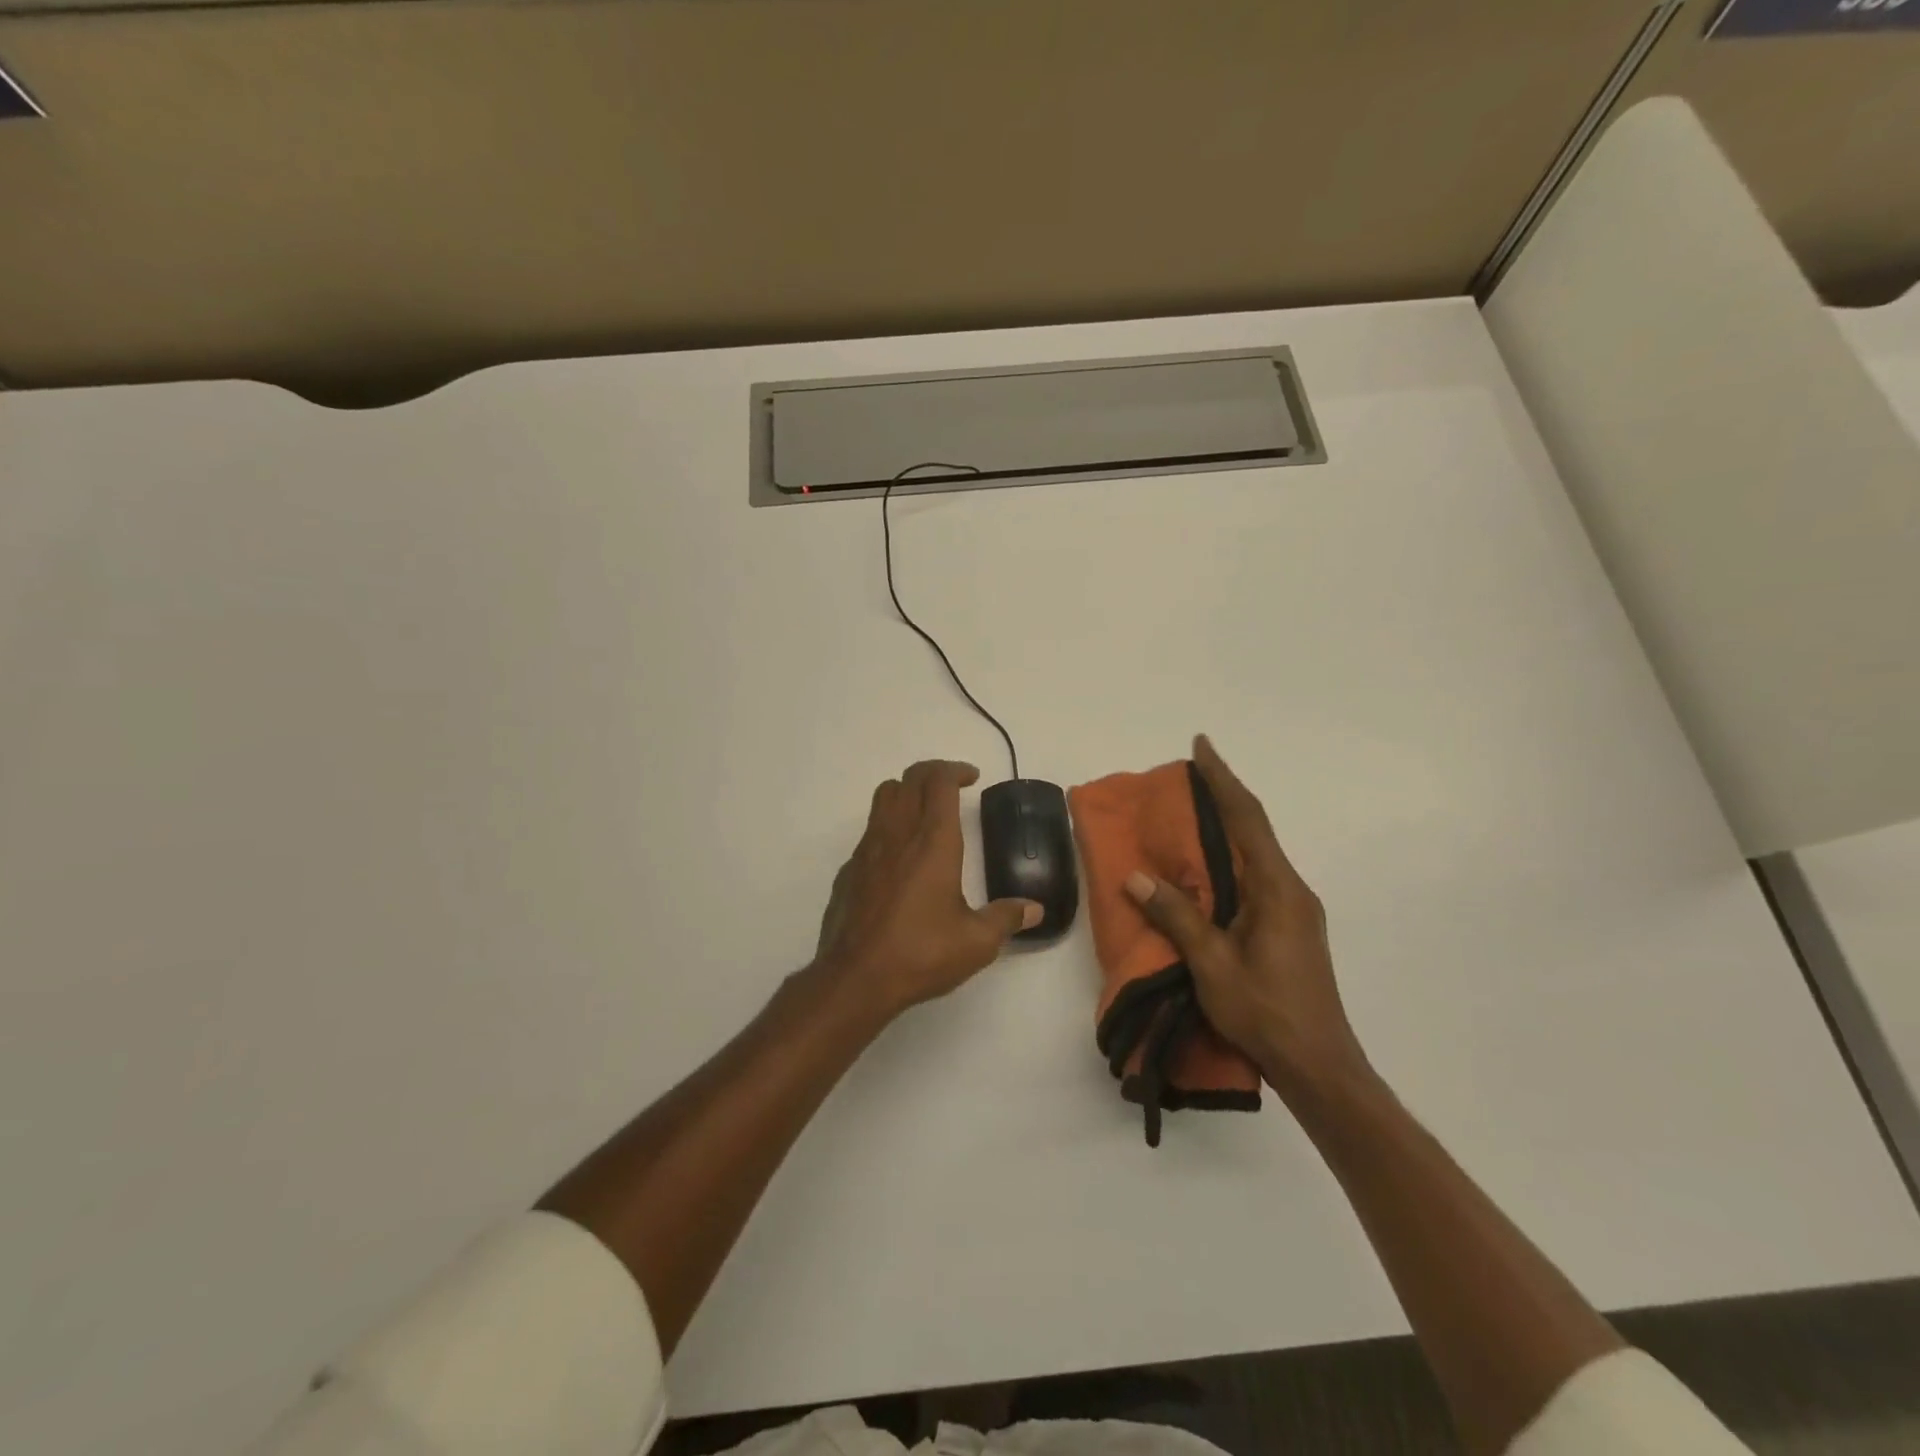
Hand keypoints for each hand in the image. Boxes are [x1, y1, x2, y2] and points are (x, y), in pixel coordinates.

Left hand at [815, 760, 1041, 1016]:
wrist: (856, 978)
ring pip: (884, 796)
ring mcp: (868, 849)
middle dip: (933, 773)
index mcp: (933, 841)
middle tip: (953, 787)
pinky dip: (889, 826)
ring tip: (926, 812)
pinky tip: (901, 859)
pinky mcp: (850, 870)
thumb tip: (1035, 909)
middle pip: (910, 778)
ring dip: (907, 792)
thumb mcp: (976, 942)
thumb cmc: (921, 952)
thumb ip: (1006, 919)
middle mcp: (898, 834)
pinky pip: (870, 831)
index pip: (938, 781)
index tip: (972, 779)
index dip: (955, 770)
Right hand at [1123, 734, 1371, 1104]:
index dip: (1222, 779)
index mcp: (1277, 889)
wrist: (1319, 1067)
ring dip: (1226, 829)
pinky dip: (1229, 860)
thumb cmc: (1266, 1012)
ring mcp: (1293, 910)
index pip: (1247, 819)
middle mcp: (1291, 890)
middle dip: (1222, 797)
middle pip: (1254, 830)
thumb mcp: (1212, 964)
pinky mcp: (1289, 928)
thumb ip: (1177, 916)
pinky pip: (1254, 878)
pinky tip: (1206, 872)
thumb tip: (1137, 876)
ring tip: (1189, 818)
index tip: (1201, 745)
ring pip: (1255, 854)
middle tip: (1186, 778)